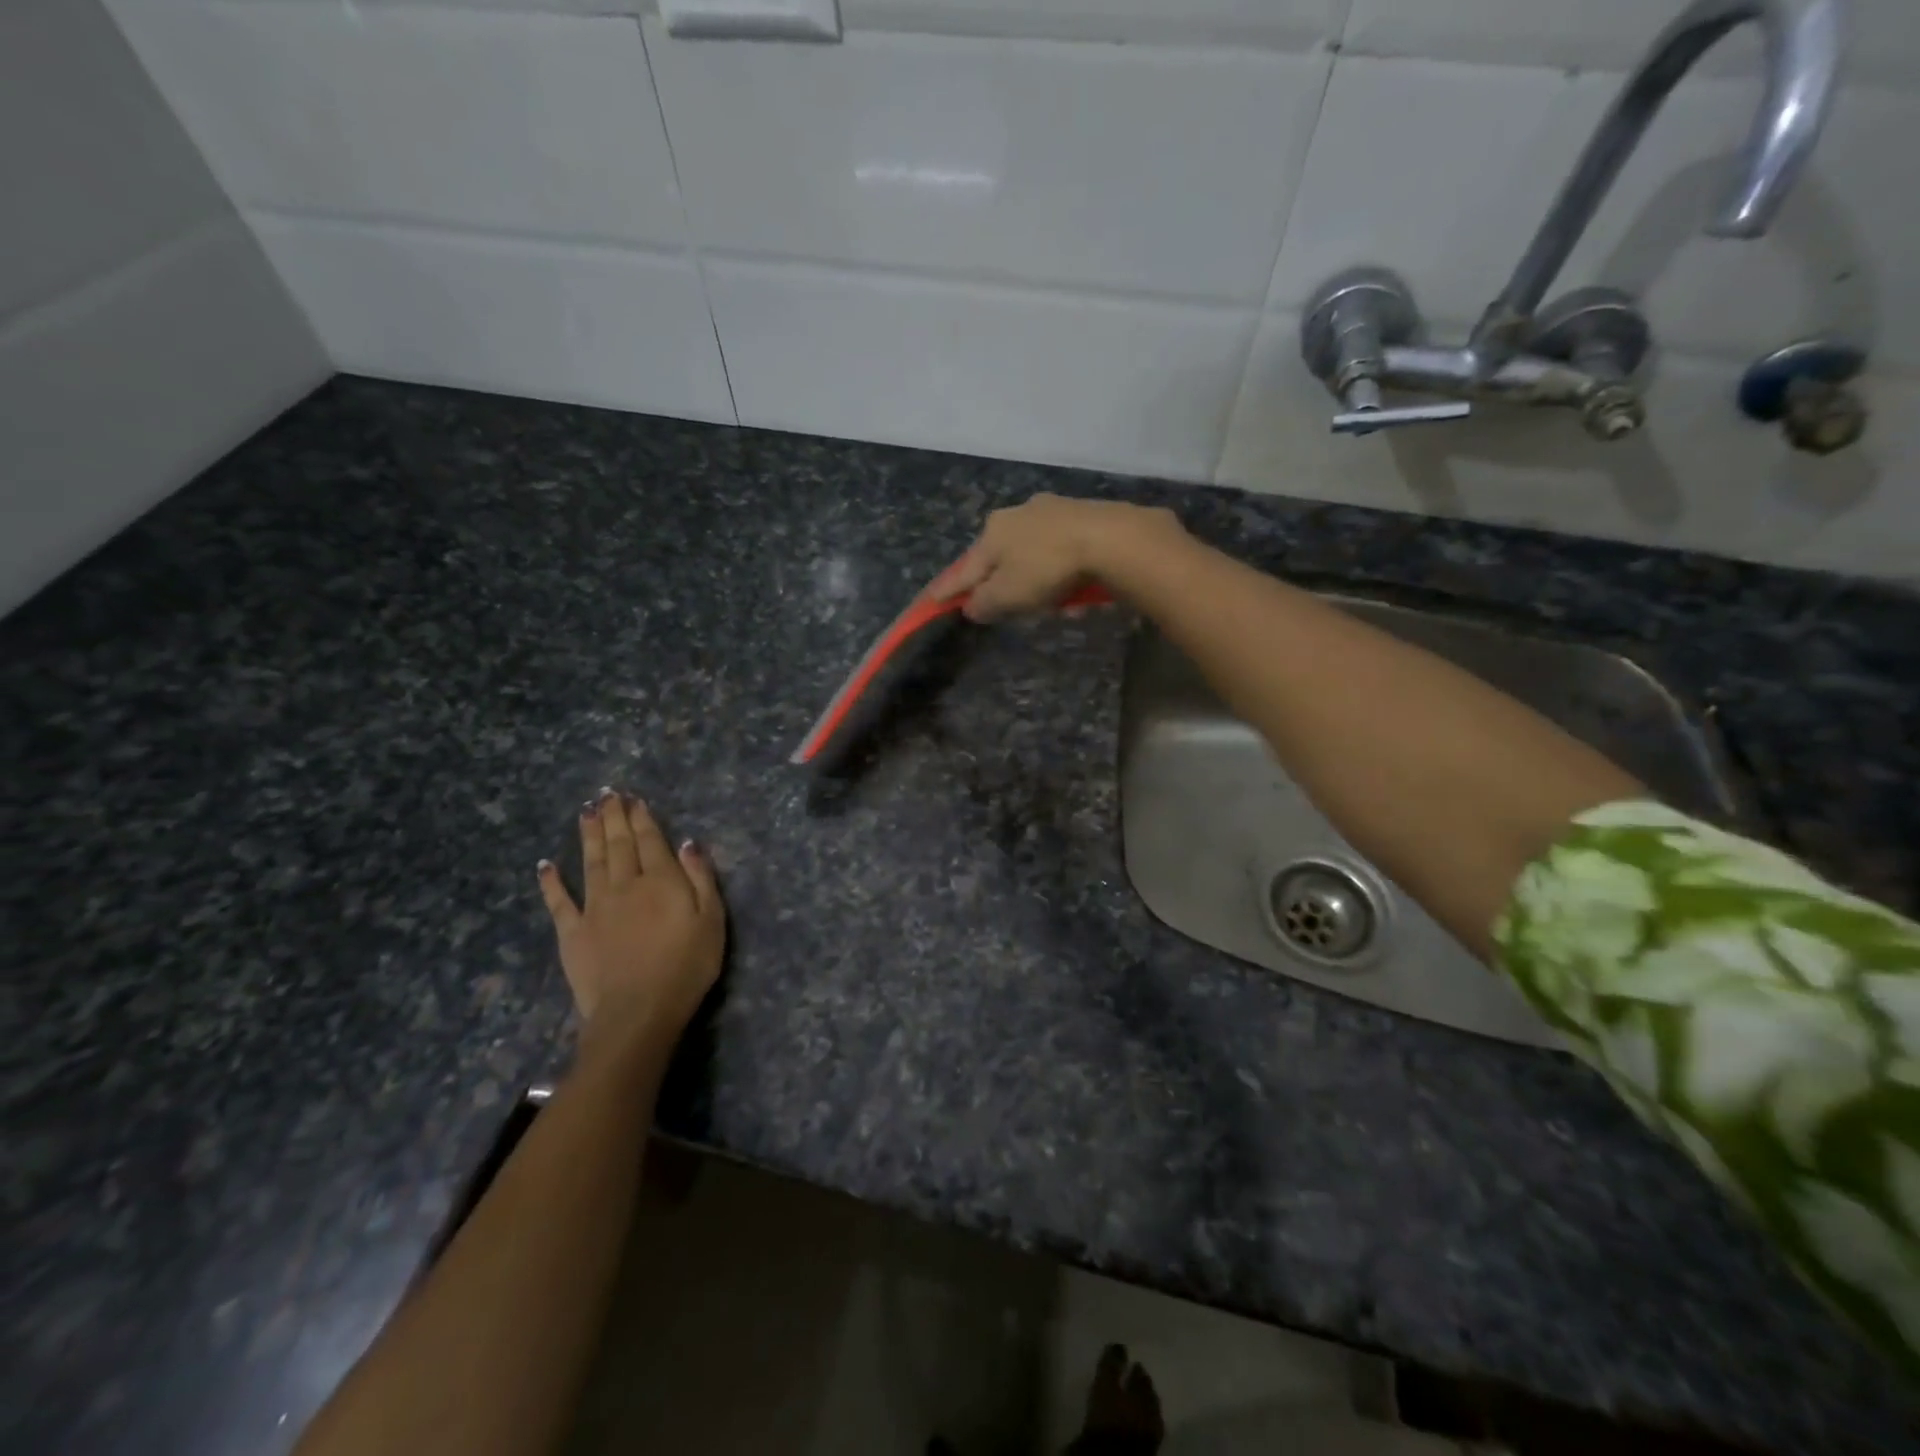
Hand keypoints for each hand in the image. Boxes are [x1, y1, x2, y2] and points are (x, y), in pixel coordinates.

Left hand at [537, 789, 724, 1056]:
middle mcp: (625, 885)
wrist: (637, 1012)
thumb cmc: (686, 967)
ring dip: (588, 835)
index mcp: (661, 881)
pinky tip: (545, 865)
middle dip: (614, 817)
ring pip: (591, 862)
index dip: (642, 818)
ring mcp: (595, 907)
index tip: (634, 799)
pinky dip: (551, 882)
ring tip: (586, 812)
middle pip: (619, 845)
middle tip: (607, 794)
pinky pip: (559, 902)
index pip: (650, 841)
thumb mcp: (712, 921)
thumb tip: (688, 843)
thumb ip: (701, 879)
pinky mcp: (573, 932)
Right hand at [928, 494, 1179, 621]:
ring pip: (1034, 556)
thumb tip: (970, 606)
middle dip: (1006, 586)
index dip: (948, 589)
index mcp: (992, 532)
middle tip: (1014, 608)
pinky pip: (1063, 553)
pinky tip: (1078, 591)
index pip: (964, 569)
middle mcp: (1016, 514)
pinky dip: (1064, 574)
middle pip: (1001, 559)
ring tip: (1058, 605)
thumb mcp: (1007, 595)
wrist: (1109, 538)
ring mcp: (1051, 511)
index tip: (932, 600)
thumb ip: (983, 603)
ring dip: (1041, 584)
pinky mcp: (1082, 516)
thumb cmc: (1047, 568)